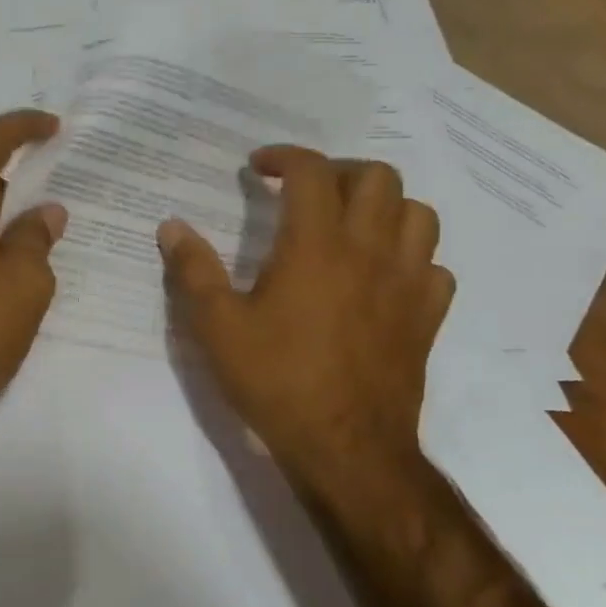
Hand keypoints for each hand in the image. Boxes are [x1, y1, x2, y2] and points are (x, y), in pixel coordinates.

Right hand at [157, 150, 453, 485]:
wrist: (347, 450)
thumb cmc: (277, 381)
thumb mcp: (217, 327)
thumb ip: (193, 270)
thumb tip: (170, 226)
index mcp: (316, 245)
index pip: (311, 170)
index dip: (284, 156)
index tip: (257, 167)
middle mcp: (370, 251)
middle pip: (378, 177)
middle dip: (339, 172)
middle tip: (306, 193)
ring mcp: (407, 284)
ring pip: (419, 214)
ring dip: (384, 207)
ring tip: (350, 225)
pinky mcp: (427, 318)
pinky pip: (434, 267)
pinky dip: (411, 258)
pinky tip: (382, 277)